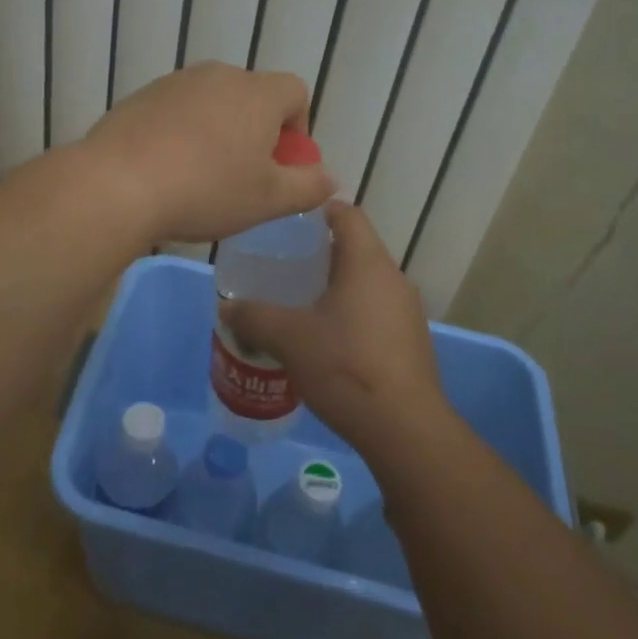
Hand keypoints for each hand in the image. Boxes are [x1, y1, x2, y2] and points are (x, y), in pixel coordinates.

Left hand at [80, 63, 336, 244]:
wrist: (117, 184)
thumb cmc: (206, 190)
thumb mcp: (269, 200)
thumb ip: (308, 186)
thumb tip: (329, 178)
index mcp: (257, 93)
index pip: (296, 92)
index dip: (297, 128)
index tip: (281, 165)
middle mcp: (218, 75)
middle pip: (252, 96)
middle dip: (256, 132)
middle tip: (243, 176)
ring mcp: (175, 83)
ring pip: (212, 104)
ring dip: (217, 132)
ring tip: (201, 176)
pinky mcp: (140, 97)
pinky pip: (176, 111)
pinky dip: (181, 133)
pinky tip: (166, 170)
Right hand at [221, 202, 450, 460]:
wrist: (403, 429)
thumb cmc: (344, 366)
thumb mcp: (288, 338)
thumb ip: (254, 316)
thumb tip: (226, 307)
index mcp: (367, 263)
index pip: (347, 214)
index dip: (319, 209)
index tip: (289, 220)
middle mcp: (393, 279)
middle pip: (356, 248)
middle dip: (320, 253)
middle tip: (283, 265)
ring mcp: (407, 311)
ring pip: (366, 283)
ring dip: (336, 286)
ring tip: (299, 302)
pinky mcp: (410, 341)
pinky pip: (376, 311)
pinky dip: (351, 313)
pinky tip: (326, 339)